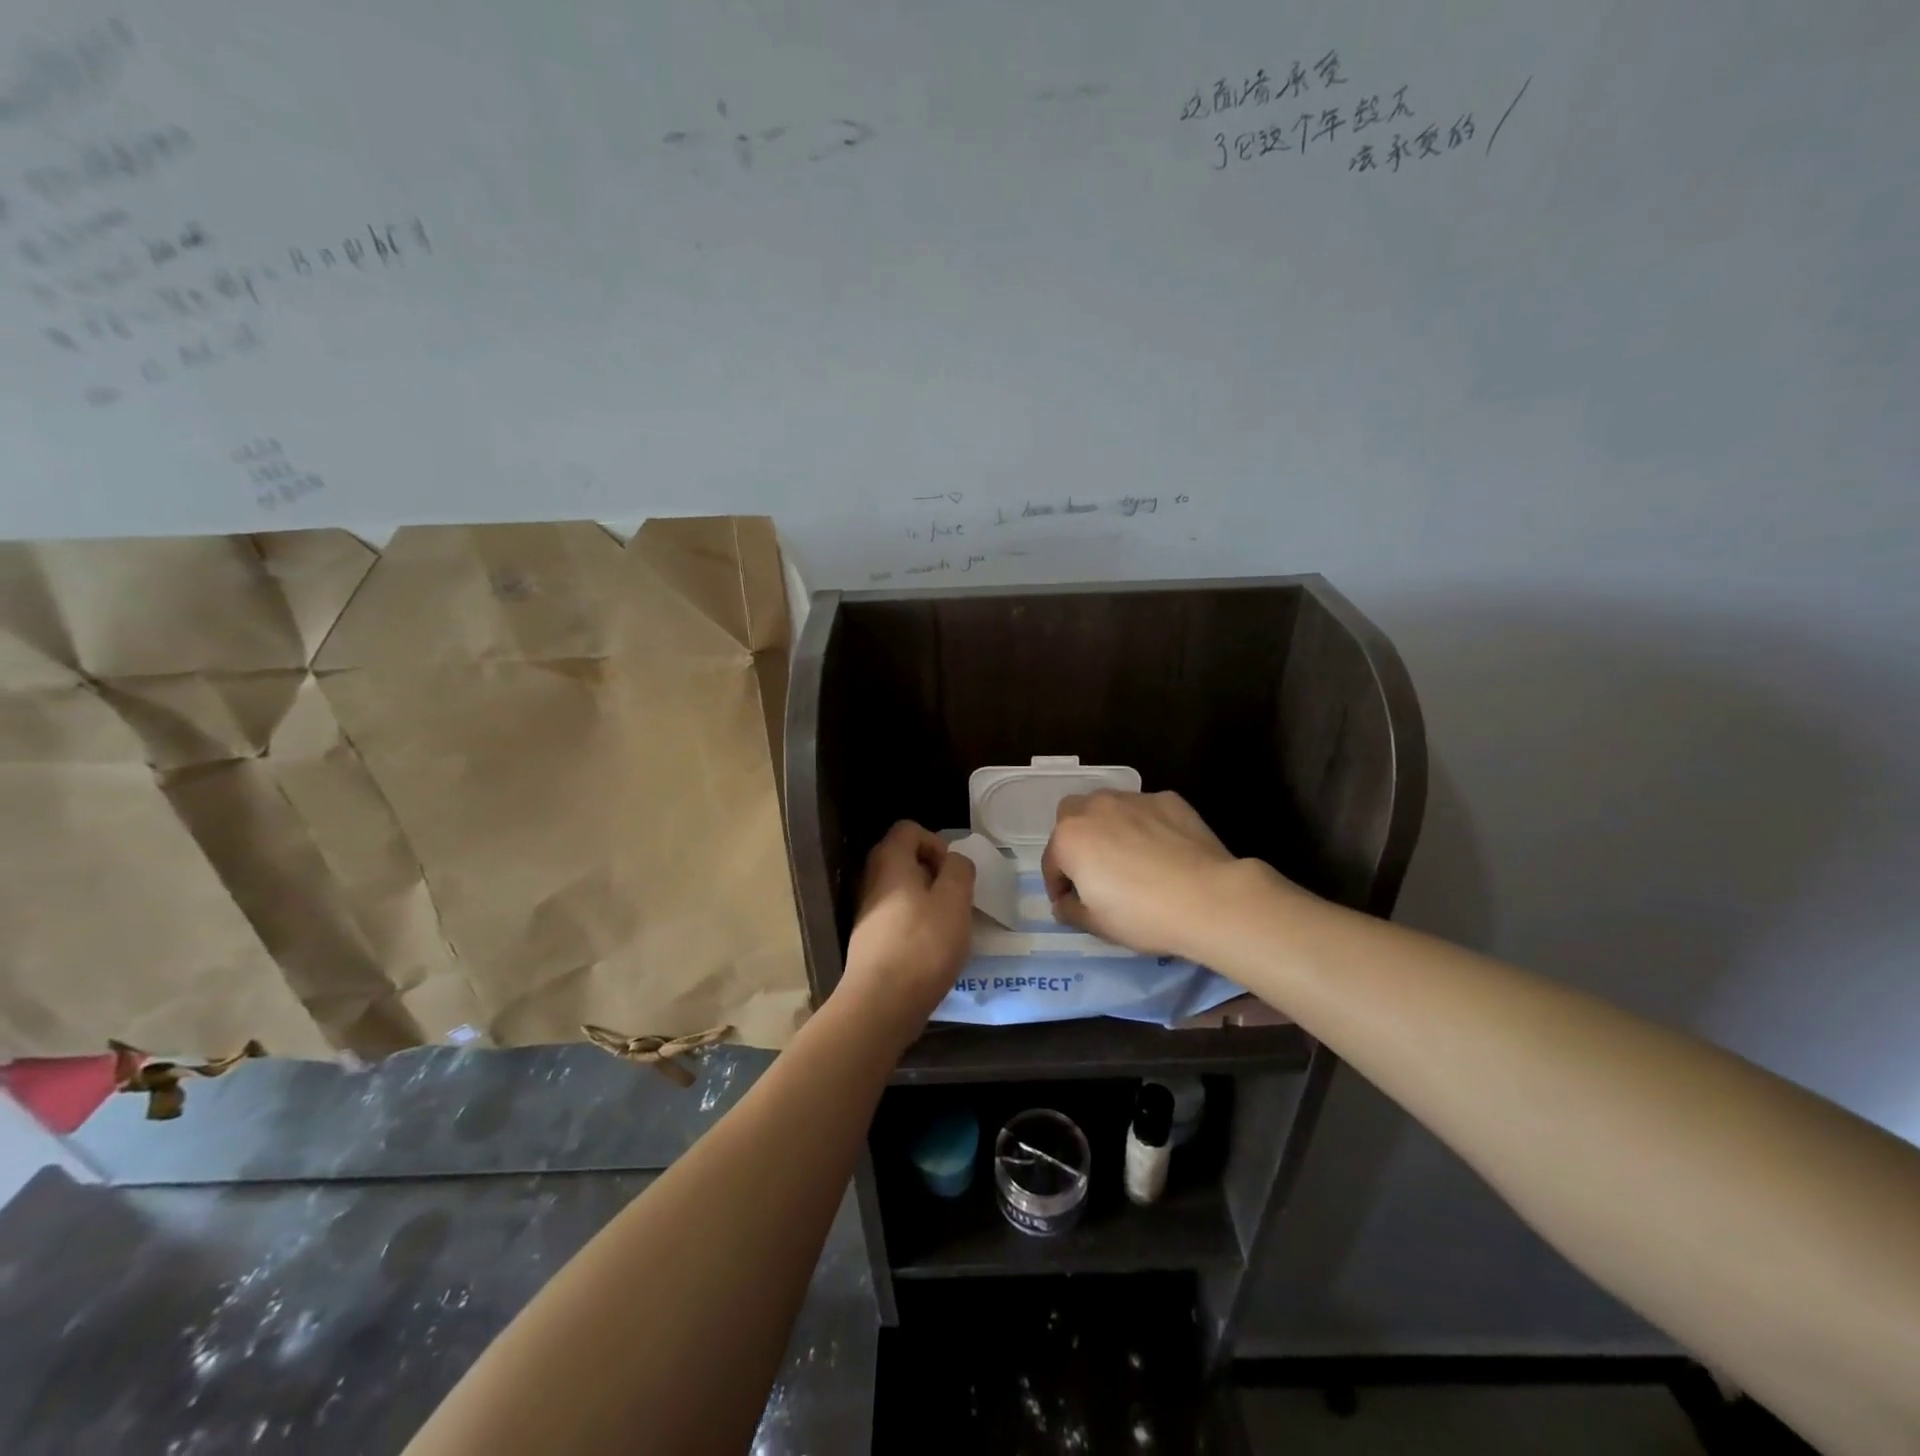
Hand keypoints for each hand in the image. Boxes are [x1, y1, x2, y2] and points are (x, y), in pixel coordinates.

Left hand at [839, 821, 976, 1038]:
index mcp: (890, 861)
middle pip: (904, 858)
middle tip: (955, 898)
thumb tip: (953, 862)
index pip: (909, 828)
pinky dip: (916, 923)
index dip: (936, 842)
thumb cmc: (922, 944)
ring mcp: (867, 910)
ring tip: (947, 926)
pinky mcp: (869, 939)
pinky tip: (931, 949)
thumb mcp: (954, 899)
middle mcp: (872, 879)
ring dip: (928, 900)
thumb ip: (959, 870)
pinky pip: (897, 916)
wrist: (881, 1002)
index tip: (952, 872)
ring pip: (902, 889)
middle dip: (935, 873)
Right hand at [1042, 790, 1240, 957]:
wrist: (1208, 898)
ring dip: (1107, 826)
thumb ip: (1071, 910)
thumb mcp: (1097, 924)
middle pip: (1071, 816)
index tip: (1070, 904)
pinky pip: (1144, 810)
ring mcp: (1133, 799)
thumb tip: (1065, 903)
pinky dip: (1144, 824)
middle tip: (1093, 869)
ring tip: (1128, 855)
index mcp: (1070, 838)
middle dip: (1075, 839)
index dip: (1058, 885)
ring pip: (1107, 806)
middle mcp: (1096, 808)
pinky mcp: (1168, 800)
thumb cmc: (1143, 915)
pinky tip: (1161, 850)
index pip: (1052, 861)